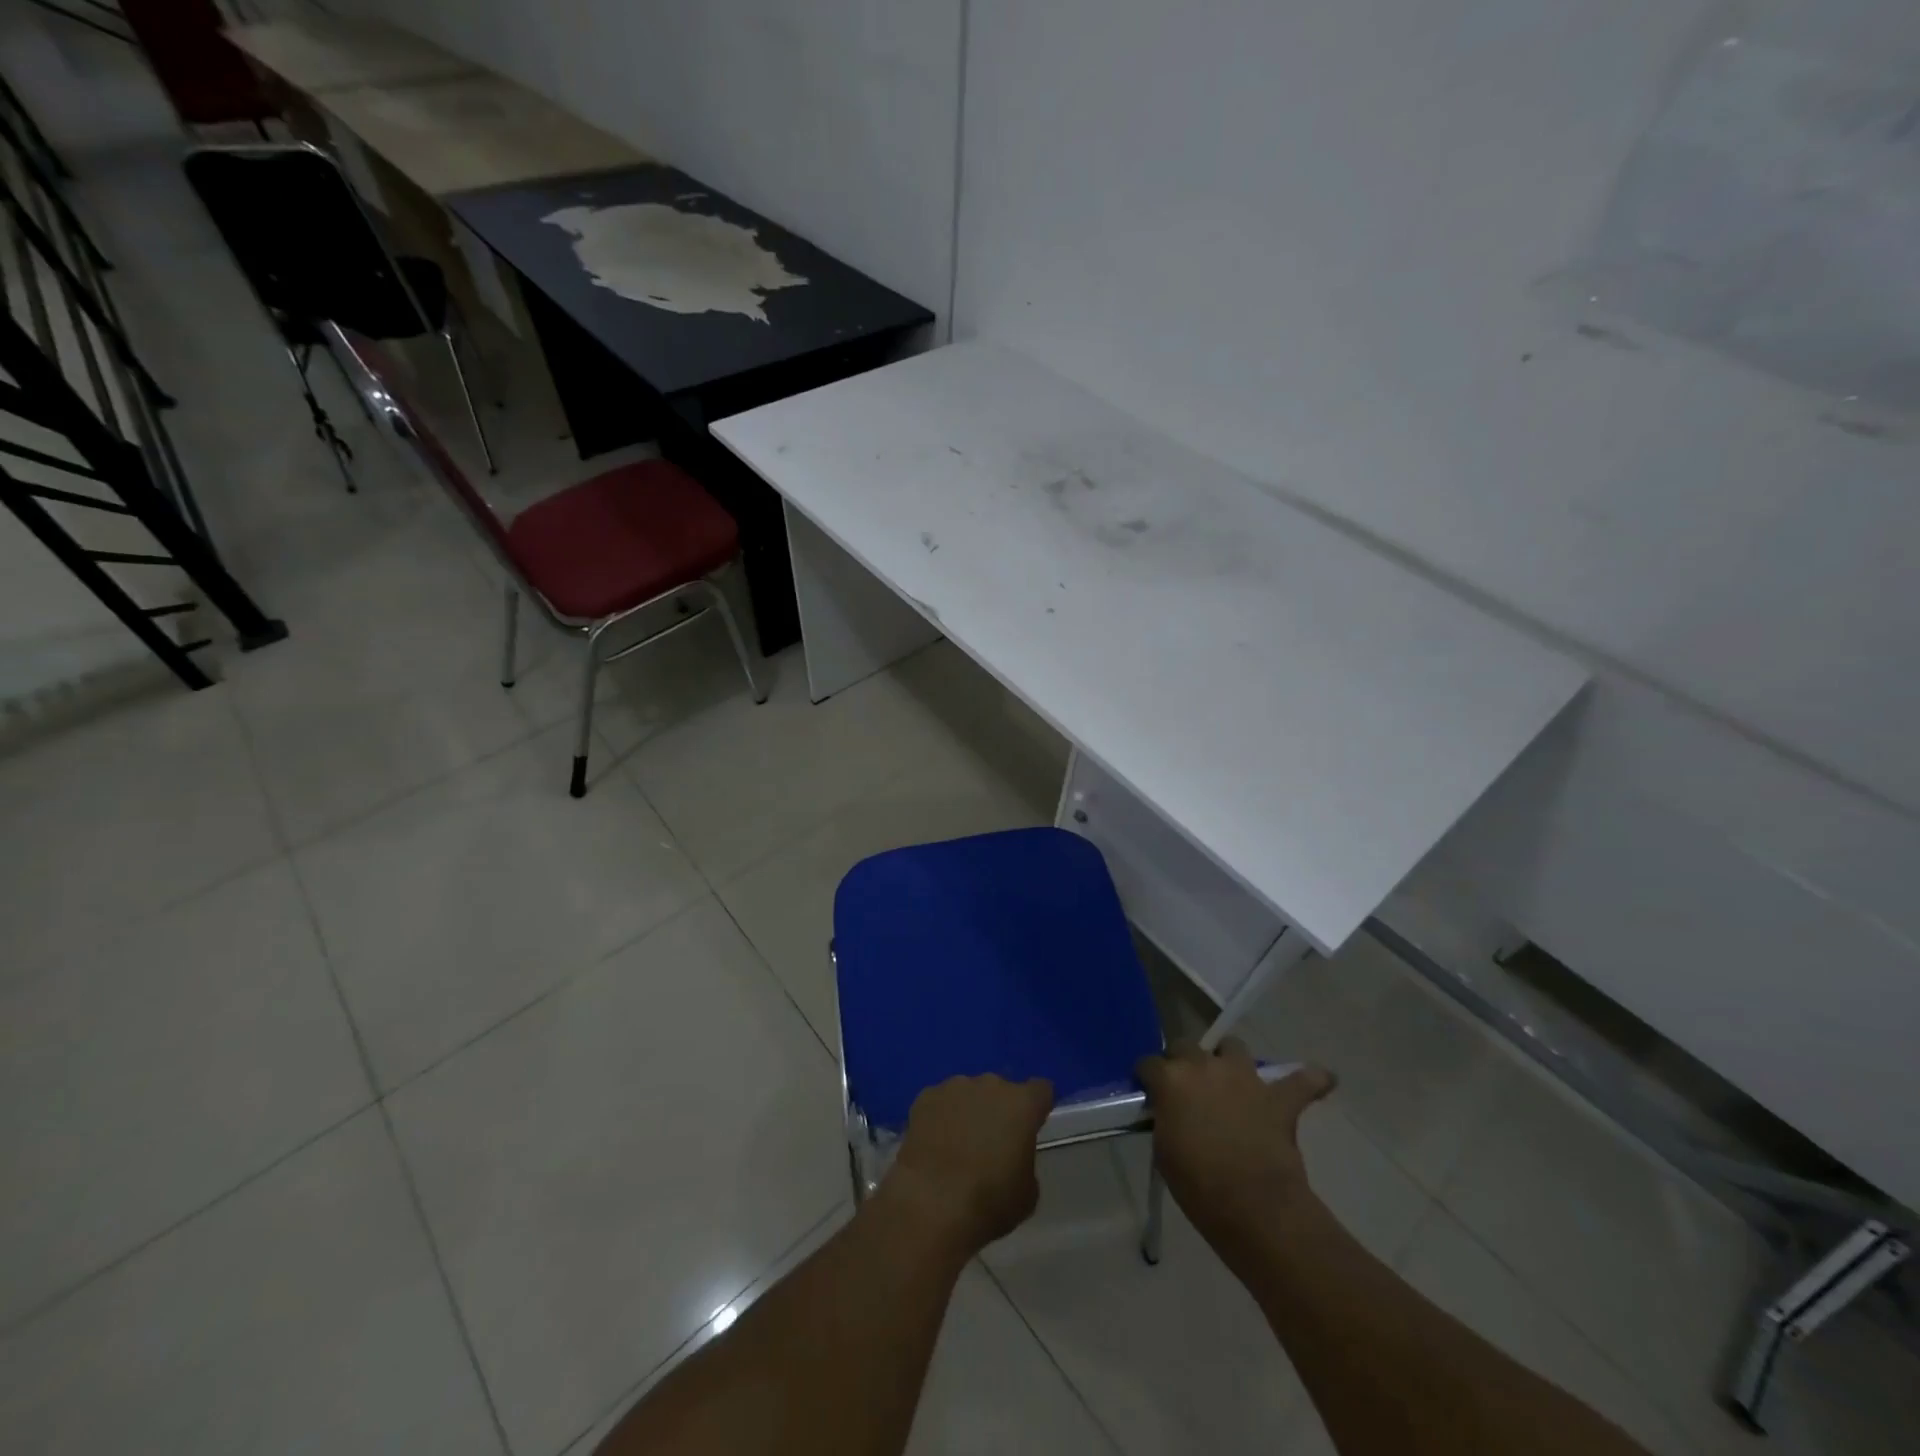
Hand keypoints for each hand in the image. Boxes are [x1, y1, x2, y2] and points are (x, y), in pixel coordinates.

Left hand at [880, 1074, 1054, 1253]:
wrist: (932, 1203)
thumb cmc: (989, 1201)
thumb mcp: (1027, 1193)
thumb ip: (1025, 1161)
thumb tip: (1012, 1156)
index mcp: (1022, 1104)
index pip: (1041, 1090)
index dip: (1037, 1107)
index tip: (1031, 1126)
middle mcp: (990, 1085)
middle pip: (1001, 1090)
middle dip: (999, 1110)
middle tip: (991, 1143)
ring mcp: (955, 1086)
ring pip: (968, 1093)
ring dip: (968, 1111)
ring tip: (957, 1145)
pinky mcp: (926, 1096)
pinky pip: (940, 1102)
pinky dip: (940, 1117)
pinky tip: (933, 1145)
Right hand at [1136, 1041, 1334, 1268]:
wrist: (1252, 1206)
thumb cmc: (1197, 1184)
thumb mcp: (1164, 1150)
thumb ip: (1166, 1118)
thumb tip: (1171, 1112)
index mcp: (1170, 1079)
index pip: (1148, 1064)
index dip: (1148, 1078)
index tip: (1150, 1092)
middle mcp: (1204, 1066)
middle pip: (1186, 1046)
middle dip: (1183, 1061)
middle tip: (1187, 1087)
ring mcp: (1244, 1078)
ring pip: (1234, 1047)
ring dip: (1230, 1060)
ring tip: (1231, 1078)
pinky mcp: (1278, 1098)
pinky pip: (1303, 1080)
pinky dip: (1310, 1079)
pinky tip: (1321, 1078)